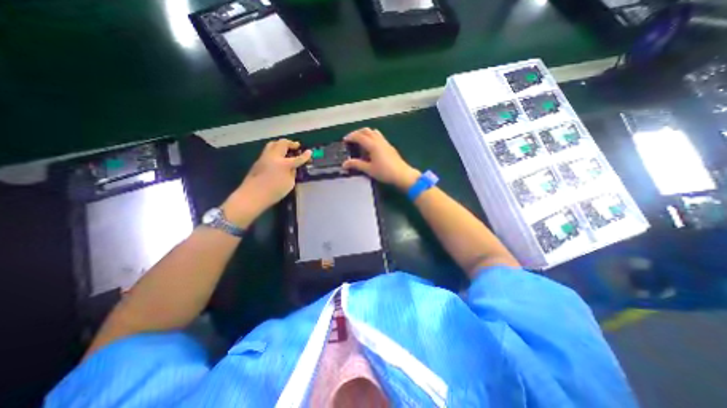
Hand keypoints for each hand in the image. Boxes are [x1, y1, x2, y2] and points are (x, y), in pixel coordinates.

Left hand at [224, 138, 309, 224]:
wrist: (252, 196)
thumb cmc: (274, 192)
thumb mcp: (289, 184)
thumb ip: (292, 173)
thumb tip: (292, 167)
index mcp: (283, 164)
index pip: (298, 158)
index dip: (305, 155)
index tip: (310, 152)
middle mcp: (273, 157)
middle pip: (283, 143)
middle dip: (291, 143)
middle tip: (297, 146)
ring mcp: (264, 157)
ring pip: (273, 144)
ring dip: (281, 144)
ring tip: (287, 149)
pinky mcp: (258, 161)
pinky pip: (268, 150)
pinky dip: (275, 150)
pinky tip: (278, 157)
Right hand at [344, 127, 420, 189]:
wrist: (402, 174)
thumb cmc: (385, 172)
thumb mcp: (369, 169)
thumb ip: (356, 164)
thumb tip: (344, 164)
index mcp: (373, 145)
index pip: (359, 136)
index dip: (351, 137)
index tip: (344, 140)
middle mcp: (379, 140)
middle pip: (366, 130)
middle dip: (357, 133)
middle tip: (351, 140)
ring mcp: (385, 142)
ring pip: (373, 132)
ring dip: (365, 134)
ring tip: (360, 142)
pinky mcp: (389, 146)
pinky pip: (379, 136)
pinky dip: (372, 137)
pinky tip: (371, 147)